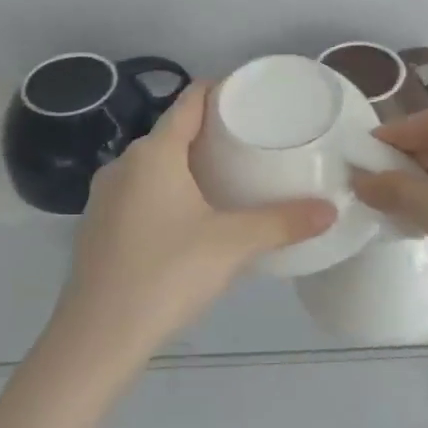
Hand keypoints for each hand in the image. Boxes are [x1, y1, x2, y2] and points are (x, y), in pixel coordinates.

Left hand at [52, 82, 334, 360]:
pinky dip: (168, 189)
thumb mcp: (233, 245)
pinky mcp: (99, 225)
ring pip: (155, 164)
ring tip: (229, 176)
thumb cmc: (167, 274)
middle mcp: (125, 164)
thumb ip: (283, 223)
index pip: (190, 101)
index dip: (221, 90)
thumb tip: (330, 210)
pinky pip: (140, 190)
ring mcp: (105, 196)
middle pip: (174, 131)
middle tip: (253, 141)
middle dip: (212, 131)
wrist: (98, 337)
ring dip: (189, 163)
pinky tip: (191, 216)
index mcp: (155, 153)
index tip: (253, 95)